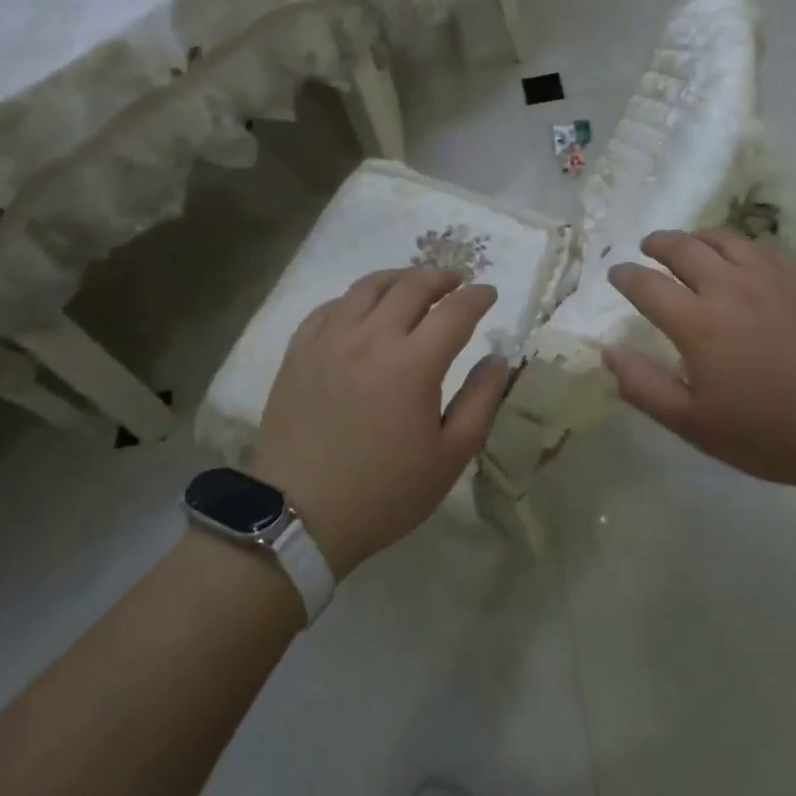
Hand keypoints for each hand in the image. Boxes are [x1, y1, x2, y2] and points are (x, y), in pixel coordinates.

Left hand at [250, 267, 507, 575]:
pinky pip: (330, 307)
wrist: (298, 517)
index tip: (489, 293)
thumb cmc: (384, 492)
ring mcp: (330, 340)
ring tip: (412, 285)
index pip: (455, 311)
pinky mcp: (299, 351)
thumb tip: (498, 360)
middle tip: (455, 282)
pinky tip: (362, 310)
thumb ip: (480, 402)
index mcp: (414, 364)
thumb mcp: (449, 457)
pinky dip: (355, 300)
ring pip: (368, 287)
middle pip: (412, 286)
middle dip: (441, 277)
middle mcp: (372, 338)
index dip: (477, 297)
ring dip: (399, 279)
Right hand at [605, 230, 795, 493]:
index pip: (647, 284)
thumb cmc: (770, 434)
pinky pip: (761, 247)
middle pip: (682, 247)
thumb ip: (644, 386)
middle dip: (657, 244)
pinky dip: (738, 246)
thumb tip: (609, 351)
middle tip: (647, 247)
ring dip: (696, 237)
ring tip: (689, 244)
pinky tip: (740, 259)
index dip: (625, 276)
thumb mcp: (695, 425)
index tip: (616, 274)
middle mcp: (729, 286)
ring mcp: (770, 276)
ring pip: (722, 238)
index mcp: (698, 323)